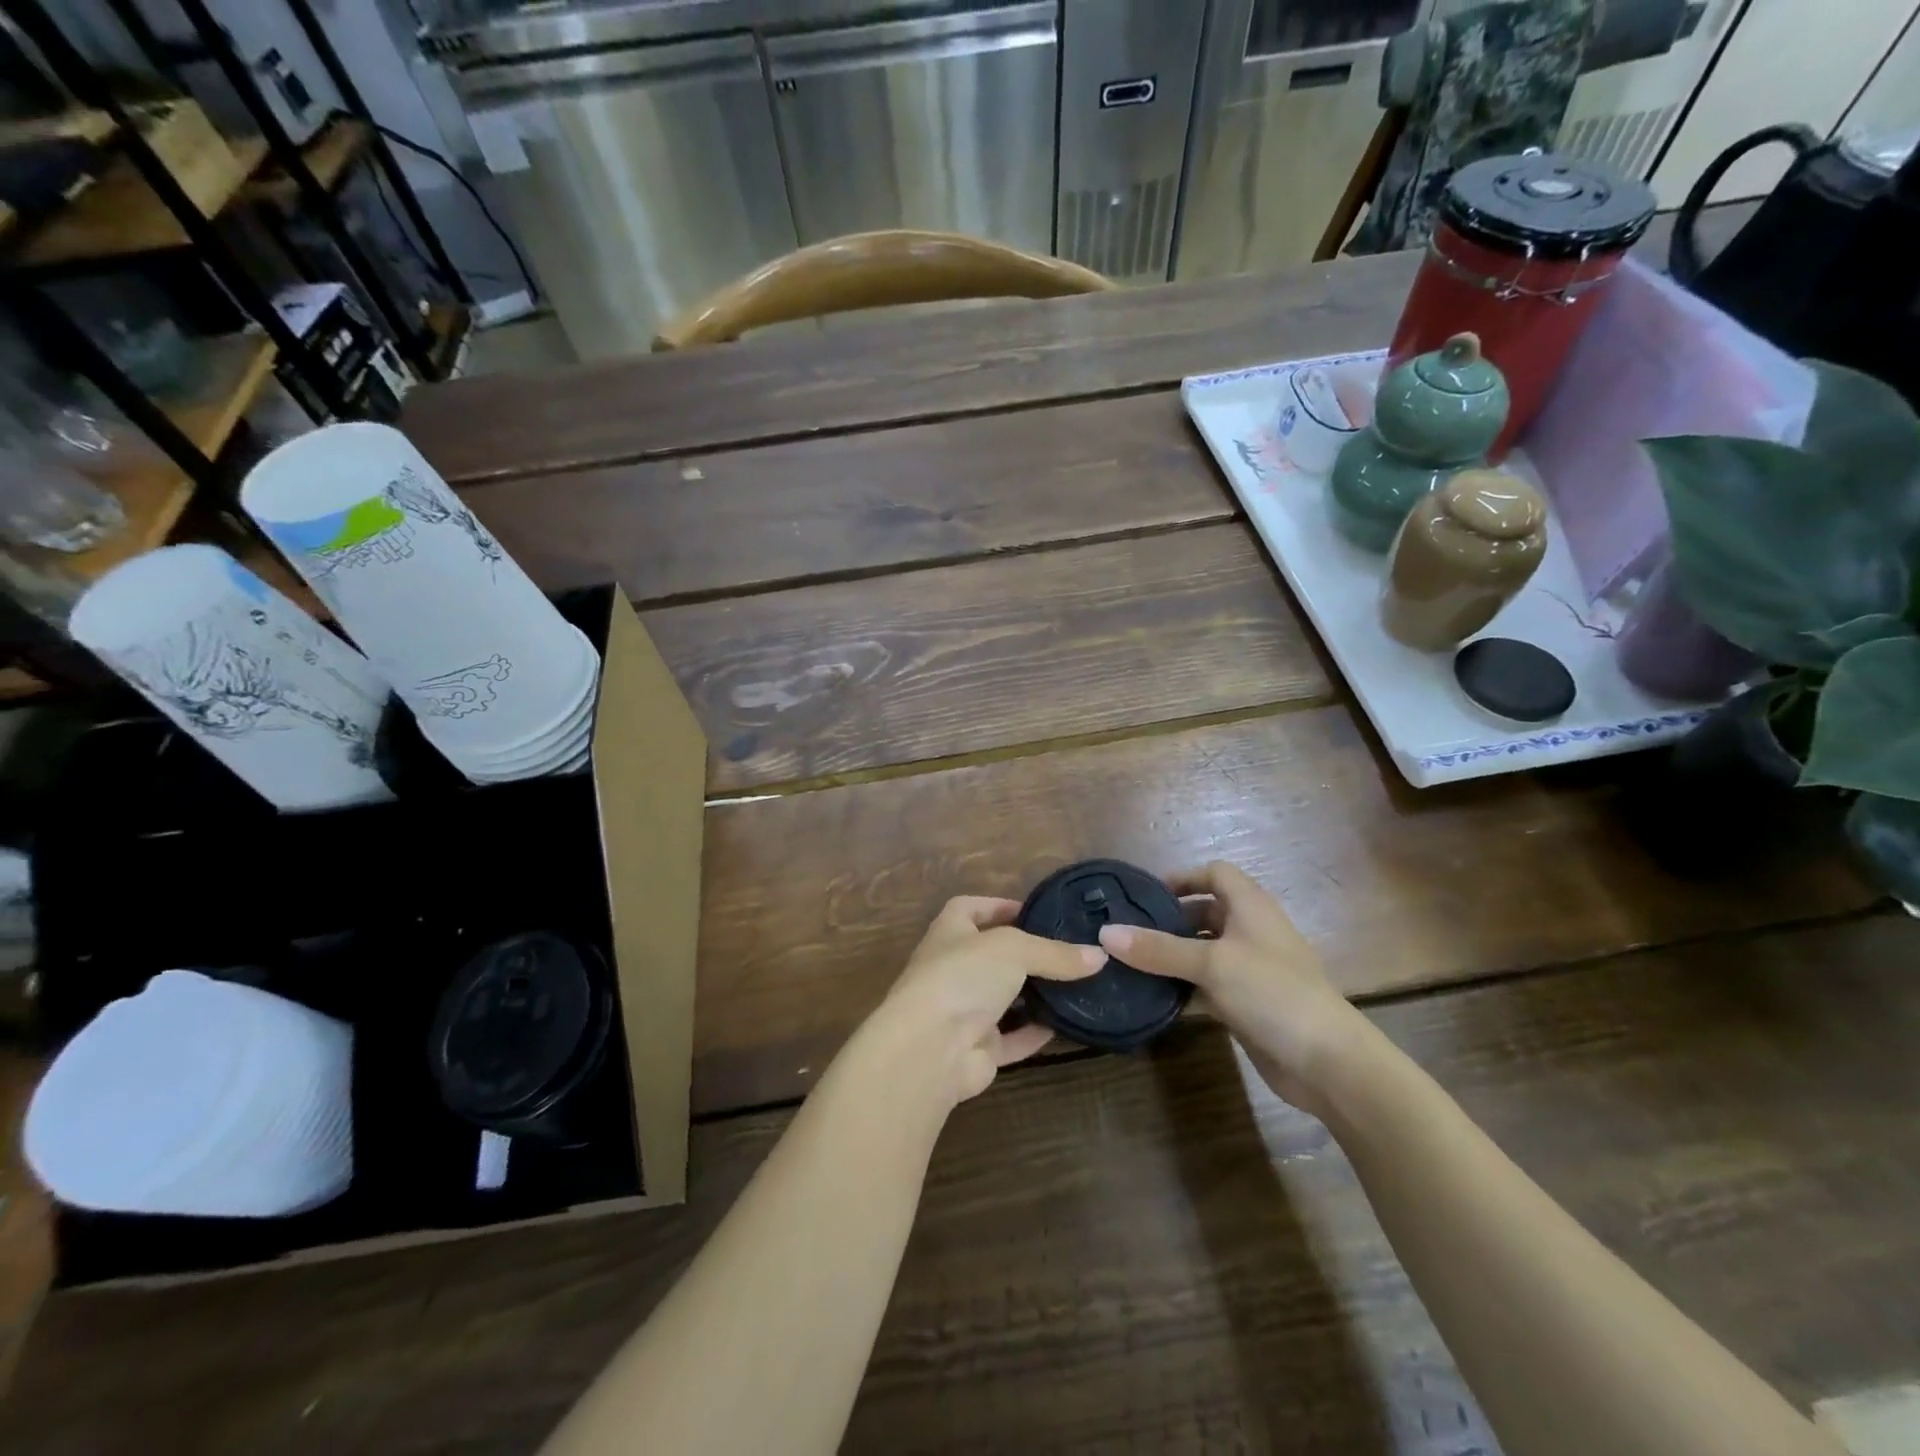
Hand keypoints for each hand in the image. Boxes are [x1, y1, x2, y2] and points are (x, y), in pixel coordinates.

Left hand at [870, 897, 1106, 1107]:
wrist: (931, 1048)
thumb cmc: (963, 976)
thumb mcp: (1013, 949)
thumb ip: (1055, 953)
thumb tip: (1100, 956)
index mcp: (950, 933)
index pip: (969, 908)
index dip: (998, 906)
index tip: (1034, 911)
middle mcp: (953, 969)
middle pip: (991, 956)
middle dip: (1025, 954)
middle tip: (1068, 951)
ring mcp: (963, 1011)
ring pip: (1004, 999)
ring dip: (1033, 995)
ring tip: (1076, 985)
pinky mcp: (977, 1049)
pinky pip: (1012, 1038)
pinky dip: (1036, 1033)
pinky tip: (1067, 1026)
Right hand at [1096, 862, 1363, 1113]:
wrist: (1327, 1061)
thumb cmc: (1272, 992)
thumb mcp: (1211, 963)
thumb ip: (1158, 948)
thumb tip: (1105, 933)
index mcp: (1251, 907)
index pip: (1216, 873)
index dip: (1183, 878)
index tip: (1145, 896)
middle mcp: (1251, 931)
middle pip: (1205, 912)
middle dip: (1169, 920)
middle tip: (1127, 932)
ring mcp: (1251, 969)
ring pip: (1204, 952)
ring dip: (1173, 956)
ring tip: (1130, 963)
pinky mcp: (1247, 1003)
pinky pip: (1207, 986)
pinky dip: (1183, 988)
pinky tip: (1153, 999)